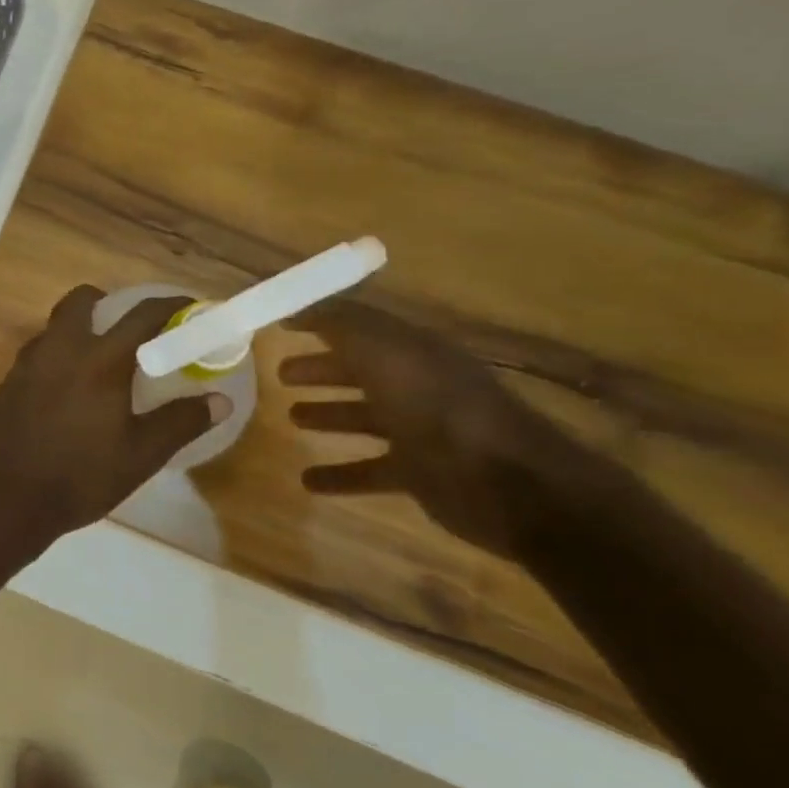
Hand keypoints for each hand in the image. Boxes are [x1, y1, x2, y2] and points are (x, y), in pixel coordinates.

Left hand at [0, 286, 226, 537]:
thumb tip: (219, 401)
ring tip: (100, 363)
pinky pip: (37, 353)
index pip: (142, 315)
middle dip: (108, 303)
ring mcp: (26, 364)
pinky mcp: (7, 383)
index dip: (171, 305)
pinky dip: (58, 356)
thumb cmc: (80, 478)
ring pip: (54, 326)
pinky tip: (67, 391)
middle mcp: (59, 349)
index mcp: (99, 361)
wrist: (5, 499)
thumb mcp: (140, 455)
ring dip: (79, 329)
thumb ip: (180, 422)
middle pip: (81, 301)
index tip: (190, 308)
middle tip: (130, 330)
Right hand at [281, 302, 609, 560]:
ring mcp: (421, 431)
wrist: (508, 484)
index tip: (280, 323)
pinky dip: (340, 474)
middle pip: (361, 371)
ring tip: (290, 418)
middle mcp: (417, 385)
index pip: (360, 327)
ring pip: (364, 417)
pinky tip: (308, 480)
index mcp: (412, 351)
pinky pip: (370, 470)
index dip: (322, 321)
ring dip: (328, 415)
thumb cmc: (438, 409)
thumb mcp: (384, 352)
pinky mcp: (420, 473)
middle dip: (321, 369)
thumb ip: (340, 324)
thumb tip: (297, 303)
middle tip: (280, 374)